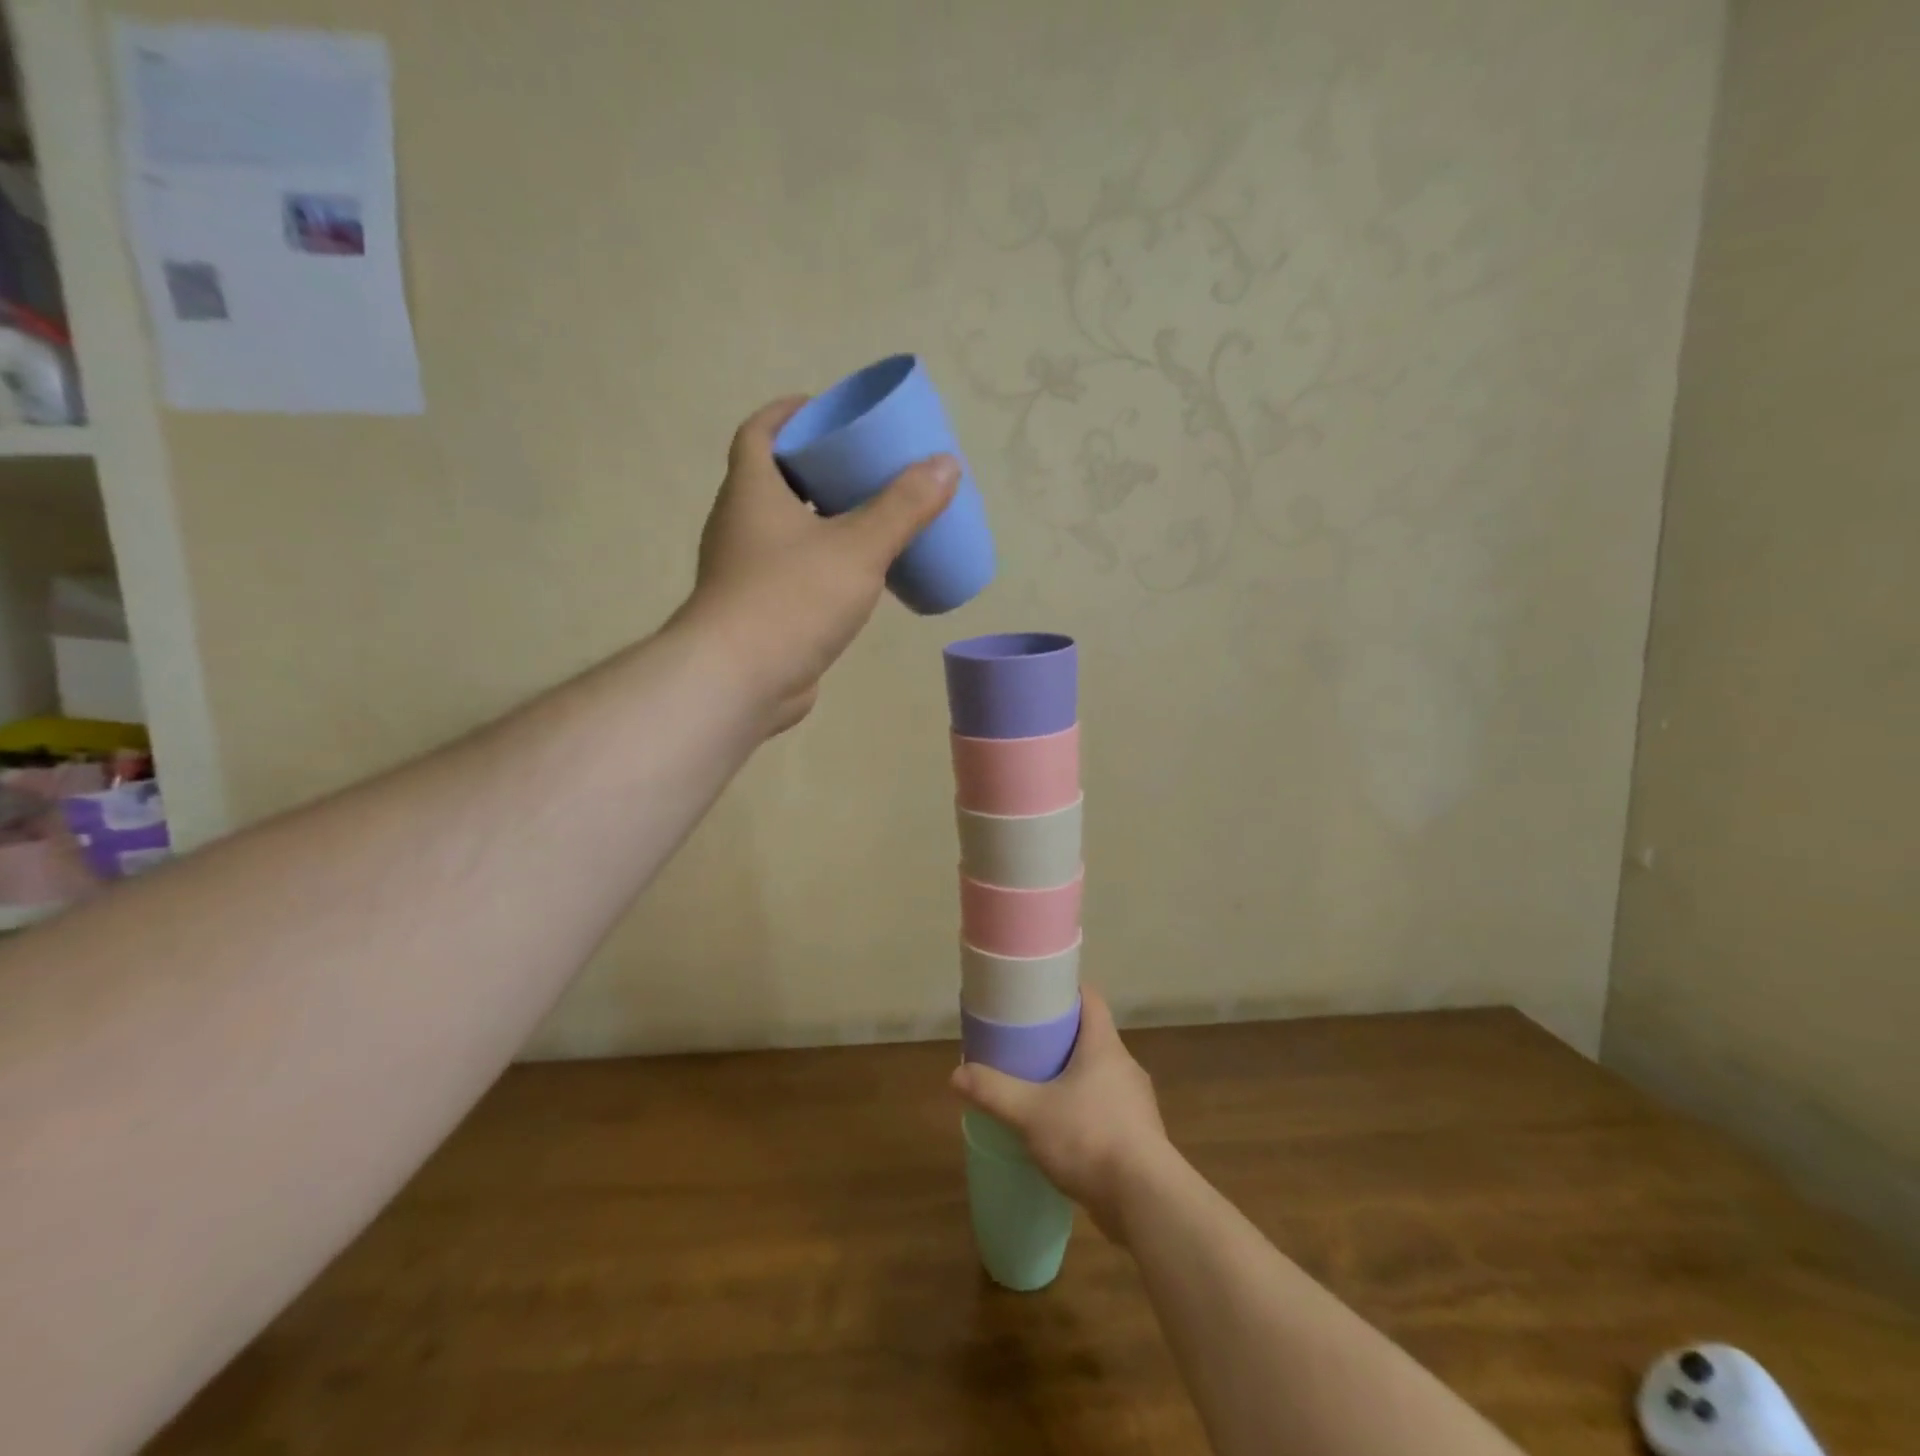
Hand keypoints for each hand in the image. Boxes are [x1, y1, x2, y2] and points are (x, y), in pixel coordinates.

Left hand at [677, 397, 959, 735]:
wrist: (739, 682)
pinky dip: (822, 563)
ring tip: (870, 517)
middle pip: (775, 480)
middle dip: (817, 468)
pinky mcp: (759, 611)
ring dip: (822, 519)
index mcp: (751, 492)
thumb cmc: (792, 599)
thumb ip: (903, 508)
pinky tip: (857, 577)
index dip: (789, 413)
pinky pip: (794, 571)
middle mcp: (740, 525)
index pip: (759, 432)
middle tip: (864, 466)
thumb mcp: (858, 547)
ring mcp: (745, 572)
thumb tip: (946, 465)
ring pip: (786, 530)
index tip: (826, 409)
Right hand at [950, 988, 1172, 1240]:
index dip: (1065, 991)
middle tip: (1026, 1044)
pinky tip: (1063, 1132)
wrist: (1146, 1202)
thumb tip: (956, 1075)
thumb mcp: (1030, 1113)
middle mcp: (1125, 1066)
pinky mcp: (1140, 1137)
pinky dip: (1085, 1112)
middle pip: (1092, 1037)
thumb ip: (993, 1091)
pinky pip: (1107, 1110)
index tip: (1038, 995)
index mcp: (1105, 1046)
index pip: (1090, 1000)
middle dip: (1061, 1038)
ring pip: (1100, 1076)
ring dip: (1074, 1078)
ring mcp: (1136, 1103)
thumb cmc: (1089, 1138)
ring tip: (1040, 1089)